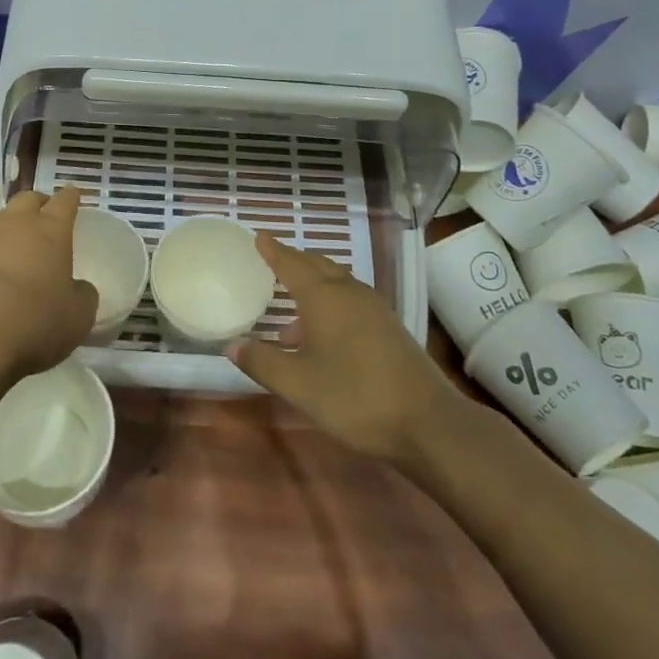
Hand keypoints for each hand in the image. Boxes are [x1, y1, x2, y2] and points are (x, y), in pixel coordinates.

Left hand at [0, 187, 99, 397]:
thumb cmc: (31, 325)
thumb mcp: (77, 318)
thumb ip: (83, 296)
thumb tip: (79, 288)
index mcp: (49, 232)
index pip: (65, 202)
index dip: (71, 198)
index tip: (73, 195)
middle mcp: (11, 225)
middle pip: (26, 199)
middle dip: (36, 203)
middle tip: (40, 215)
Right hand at [233, 233, 468, 465]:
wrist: (426, 421)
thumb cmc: (354, 397)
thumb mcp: (298, 384)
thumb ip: (262, 362)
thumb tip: (232, 344)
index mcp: (324, 297)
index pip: (291, 263)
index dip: (273, 250)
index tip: (259, 236)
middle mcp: (349, 293)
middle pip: (317, 265)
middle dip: (294, 260)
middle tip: (272, 260)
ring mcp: (373, 308)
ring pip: (336, 282)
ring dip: (313, 283)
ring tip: (290, 303)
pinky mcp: (388, 327)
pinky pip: (350, 299)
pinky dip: (330, 301)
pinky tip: (322, 332)